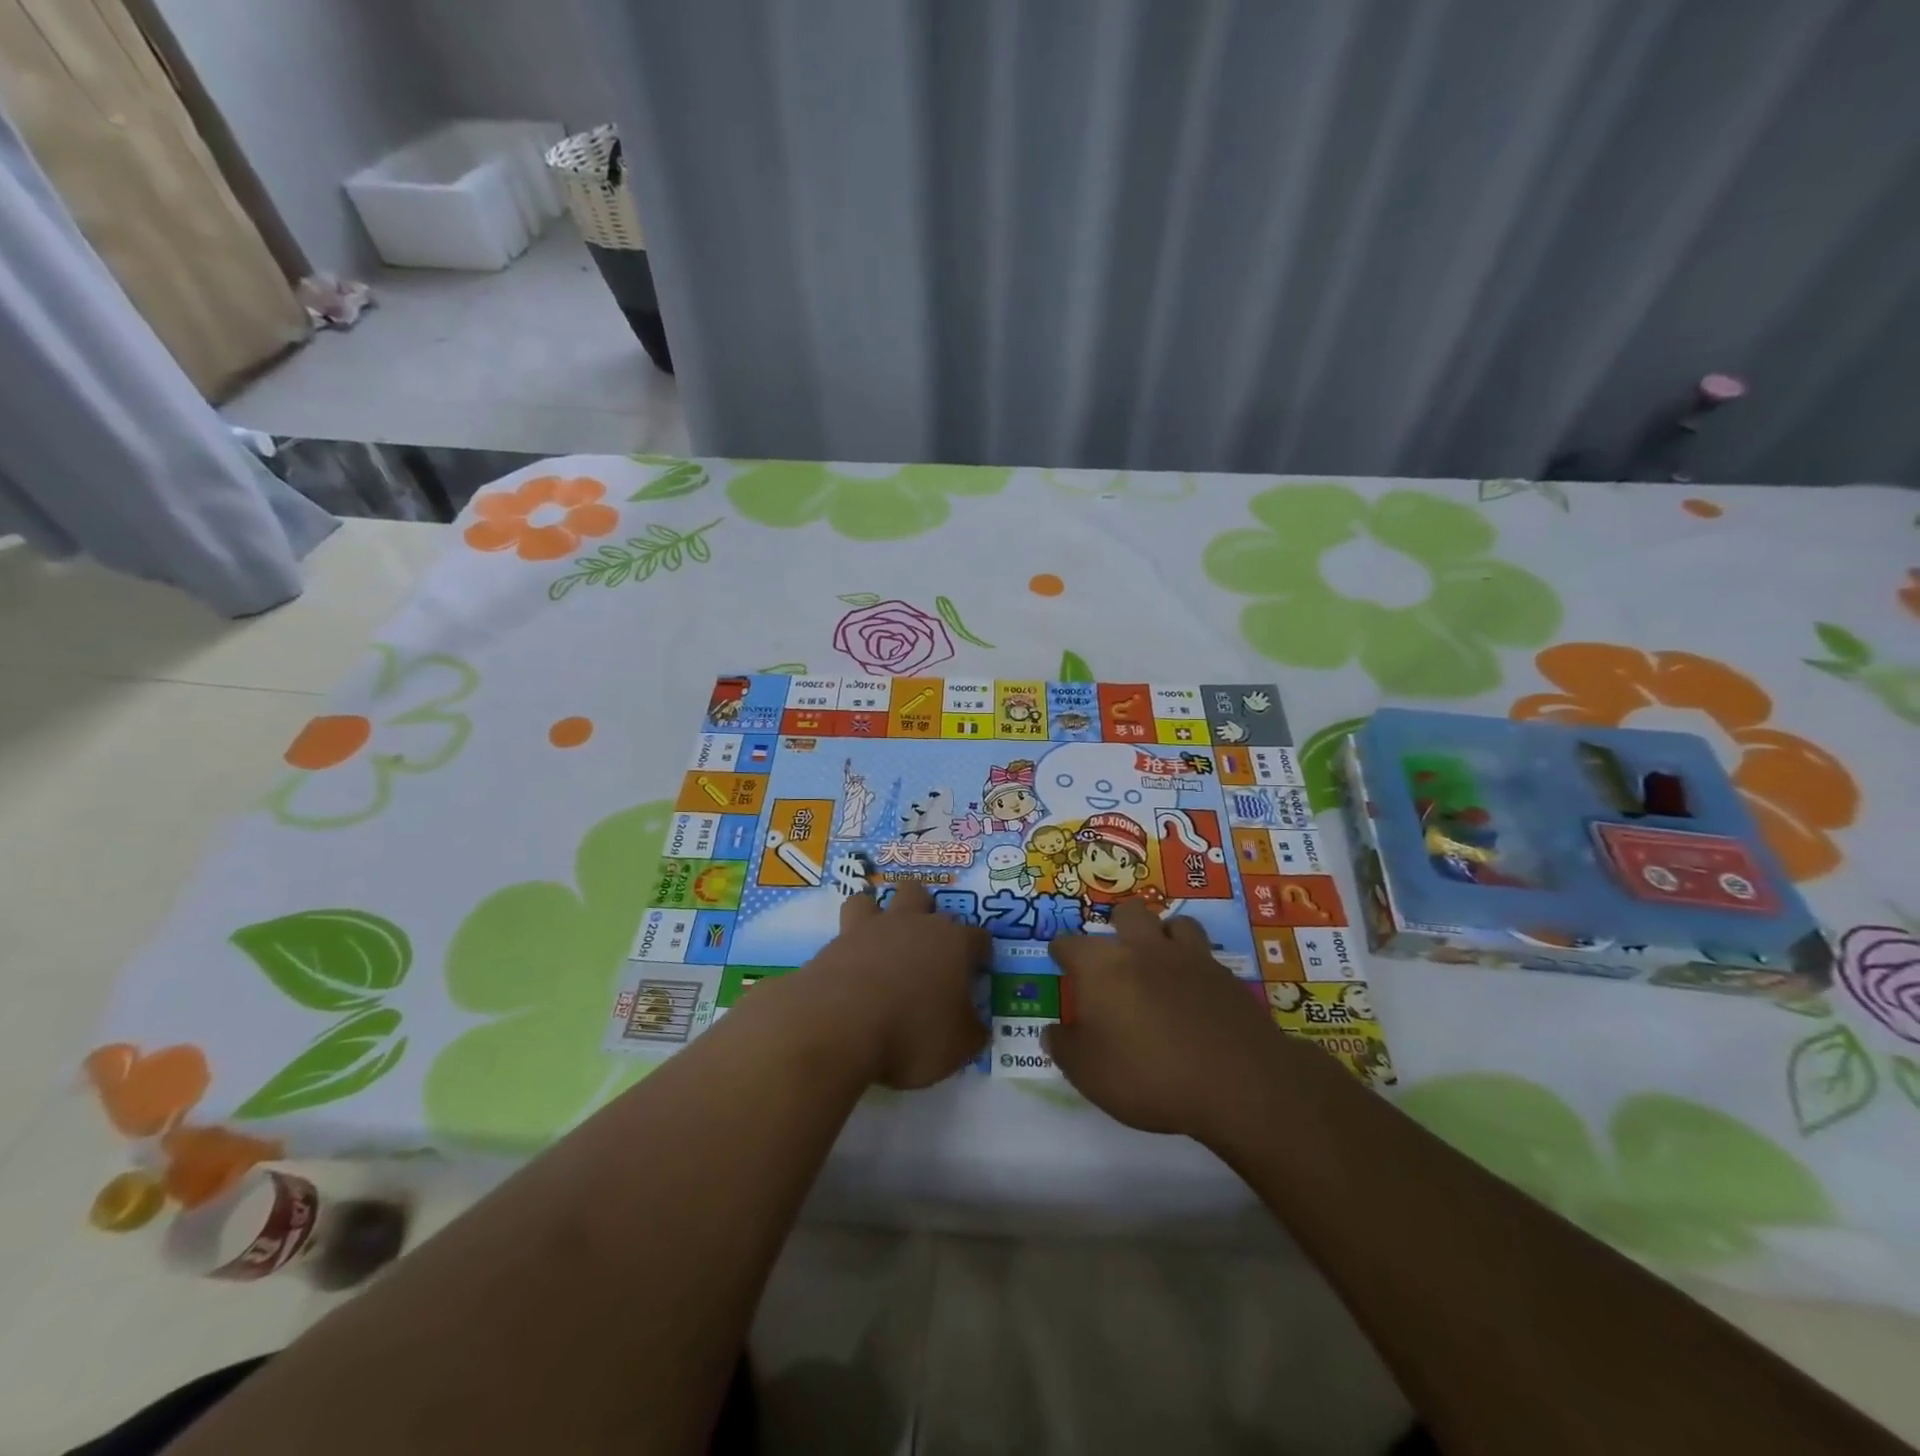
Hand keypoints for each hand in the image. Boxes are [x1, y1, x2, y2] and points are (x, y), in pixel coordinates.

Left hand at [785, 881, 989, 1089]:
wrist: (839, 1026)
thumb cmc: (912, 1035)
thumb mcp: (958, 1047)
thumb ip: (971, 1031)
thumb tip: (975, 1025)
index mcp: (953, 943)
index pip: (978, 937)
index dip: (980, 954)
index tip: (977, 973)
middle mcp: (914, 924)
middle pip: (924, 897)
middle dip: (928, 916)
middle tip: (926, 952)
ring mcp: (871, 928)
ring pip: (877, 899)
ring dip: (880, 914)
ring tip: (881, 943)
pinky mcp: (836, 942)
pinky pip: (844, 930)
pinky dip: (849, 945)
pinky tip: (850, 969)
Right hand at [1043, 898, 1295, 1138]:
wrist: (1237, 1084)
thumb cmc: (1147, 1076)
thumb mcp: (1088, 1073)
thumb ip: (1064, 1047)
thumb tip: (1053, 1032)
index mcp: (1102, 966)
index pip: (1070, 943)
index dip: (1061, 951)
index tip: (1060, 960)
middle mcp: (1143, 948)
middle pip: (1127, 913)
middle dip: (1117, 926)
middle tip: (1115, 955)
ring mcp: (1189, 957)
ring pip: (1173, 922)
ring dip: (1163, 935)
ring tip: (1160, 961)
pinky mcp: (1225, 976)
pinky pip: (1205, 954)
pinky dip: (1195, 964)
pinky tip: (1194, 990)